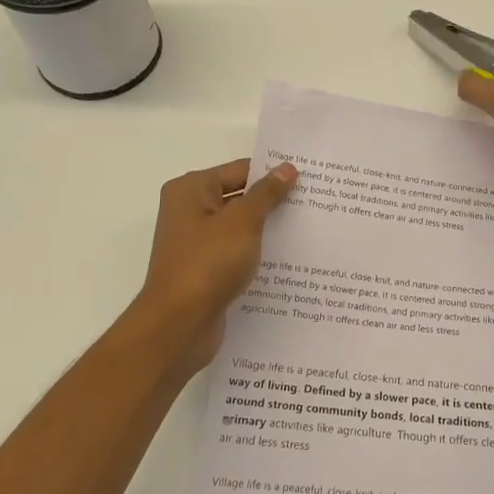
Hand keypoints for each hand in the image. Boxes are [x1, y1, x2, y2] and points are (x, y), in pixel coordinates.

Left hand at [129, 158, 297, 376]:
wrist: (179, 325)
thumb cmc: (208, 263)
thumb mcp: (243, 222)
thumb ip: (266, 194)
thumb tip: (286, 168)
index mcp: (191, 190)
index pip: (240, 170)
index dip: (273, 174)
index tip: (309, 179)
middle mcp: (189, 211)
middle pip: (239, 197)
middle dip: (273, 202)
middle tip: (314, 203)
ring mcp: (195, 243)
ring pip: (240, 227)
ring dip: (267, 230)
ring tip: (309, 230)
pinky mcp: (204, 270)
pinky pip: (236, 253)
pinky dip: (256, 254)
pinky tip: (287, 261)